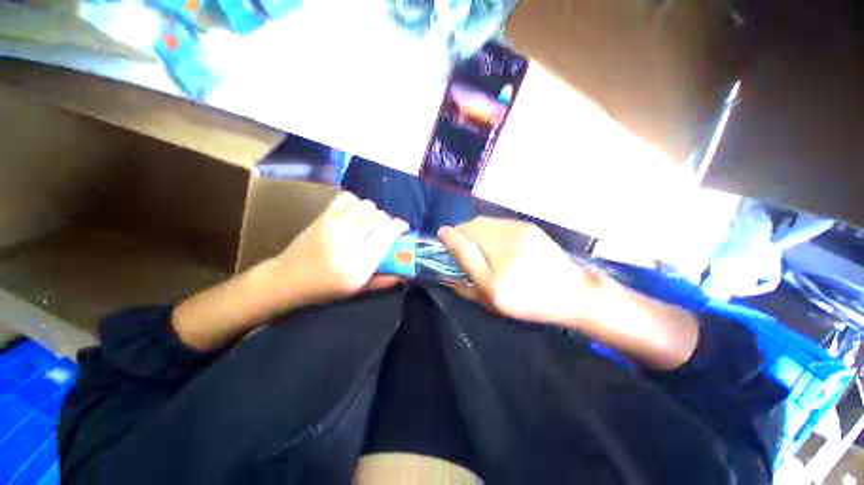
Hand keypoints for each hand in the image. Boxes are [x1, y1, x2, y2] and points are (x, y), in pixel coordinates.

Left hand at [272, 191, 409, 309]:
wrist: (286, 279)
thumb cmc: (324, 289)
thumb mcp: (356, 290)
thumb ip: (383, 281)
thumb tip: (407, 273)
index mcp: (357, 266)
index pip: (386, 236)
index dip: (399, 227)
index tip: (404, 227)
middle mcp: (347, 243)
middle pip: (377, 218)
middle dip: (388, 219)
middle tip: (387, 227)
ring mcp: (332, 227)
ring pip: (365, 206)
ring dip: (374, 211)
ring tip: (372, 220)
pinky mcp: (322, 217)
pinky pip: (346, 198)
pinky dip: (357, 201)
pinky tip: (356, 212)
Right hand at [438, 217, 603, 324]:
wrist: (573, 292)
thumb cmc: (529, 303)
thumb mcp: (493, 303)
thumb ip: (464, 287)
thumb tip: (445, 271)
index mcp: (495, 276)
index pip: (462, 246)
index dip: (448, 238)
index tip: (441, 236)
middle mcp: (504, 248)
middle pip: (470, 227)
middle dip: (460, 233)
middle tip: (461, 245)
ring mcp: (518, 232)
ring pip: (482, 222)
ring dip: (473, 230)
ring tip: (478, 242)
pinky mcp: (526, 226)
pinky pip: (496, 222)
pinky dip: (487, 228)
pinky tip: (495, 240)